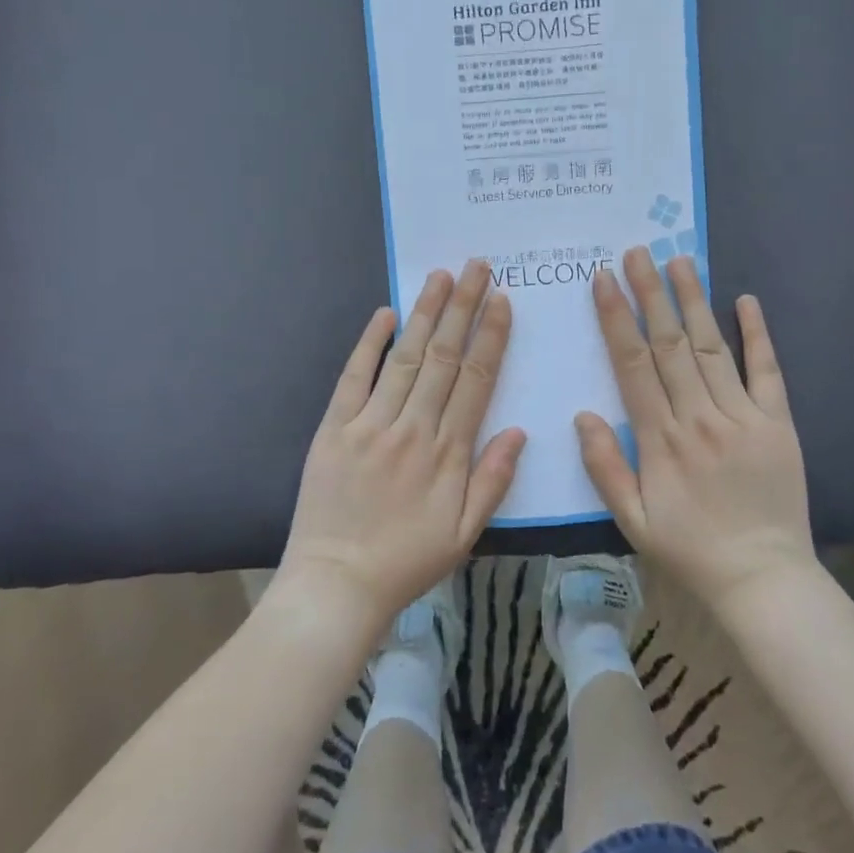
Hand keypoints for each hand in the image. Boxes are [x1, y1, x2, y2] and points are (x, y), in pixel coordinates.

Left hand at [279, 260, 524, 634]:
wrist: (336, 585)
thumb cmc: (406, 562)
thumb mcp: (464, 534)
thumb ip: (493, 480)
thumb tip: (519, 430)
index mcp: (448, 453)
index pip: (476, 380)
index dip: (491, 337)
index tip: (502, 300)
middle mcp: (412, 428)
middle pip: (444, 357)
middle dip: (463, 307)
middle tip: (477, 267)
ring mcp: (370, 425)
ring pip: (405, 358)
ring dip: (424, 313)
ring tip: (440, 276)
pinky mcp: (334, 429)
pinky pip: (354, 377)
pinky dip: (369, 343)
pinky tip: (385, 313)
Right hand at [577, 248, 816, 612]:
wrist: (763, 580)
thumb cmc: (690, 550)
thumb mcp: (632, 521)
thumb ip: (605, 467)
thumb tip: (583, 414)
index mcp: (661, 439)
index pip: (632, 363)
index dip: (616, 317)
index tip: (604, 279)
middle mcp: (699, 417)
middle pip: (669, 343)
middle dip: (650, 293)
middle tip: (637, 252)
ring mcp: (742, 416)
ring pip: (711, 347)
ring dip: (693, 301)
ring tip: (680, 260)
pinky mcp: (778, 423)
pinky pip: (767, 371)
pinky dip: (758, 334)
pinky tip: (745, 300)